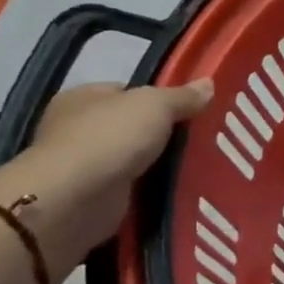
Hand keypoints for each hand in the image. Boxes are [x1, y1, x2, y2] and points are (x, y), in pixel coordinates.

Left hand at [0, 80, 212, 269]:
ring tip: (195, 166)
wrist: (74, 200)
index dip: (157, 98)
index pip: (126, 91)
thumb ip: (182, 97)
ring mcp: (81, 165)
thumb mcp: (155, 105)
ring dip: (155, 165)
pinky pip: (128, 189)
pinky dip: (147, 191)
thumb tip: (208, 83)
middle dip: (159, 134)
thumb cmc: (109, 139)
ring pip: (130, 159)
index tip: (188, 110)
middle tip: (198, 139)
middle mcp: (76, 128)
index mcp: (83, 97)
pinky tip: (174, 191)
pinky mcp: (90, 198)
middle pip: (130, 126)